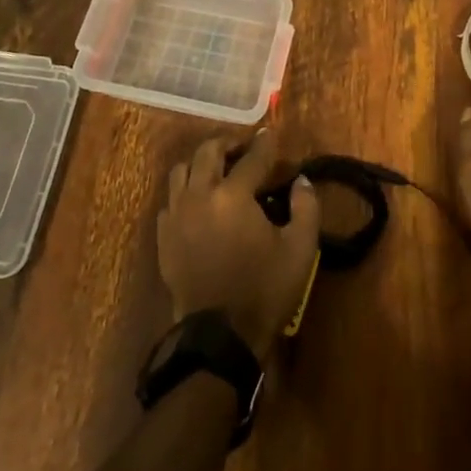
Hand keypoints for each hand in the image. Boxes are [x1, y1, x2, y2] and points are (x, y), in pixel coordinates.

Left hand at [157, 128, 319, 355]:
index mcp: (233, 195)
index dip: (264, 144)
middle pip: (208, 151)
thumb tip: (301, 182)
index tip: (270, 134)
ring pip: (181, 170)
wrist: (221, 336)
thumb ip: (306, 208)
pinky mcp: (164, 237)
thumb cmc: (264, 290)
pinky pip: (170, 200)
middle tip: (242, 149)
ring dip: (201, 163)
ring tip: (218, 171)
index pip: (252, 158)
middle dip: (227, 144)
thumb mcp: (300, 250)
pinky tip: (199, 203)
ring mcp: (177, 215)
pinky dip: (185, 193)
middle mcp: (200, 195)